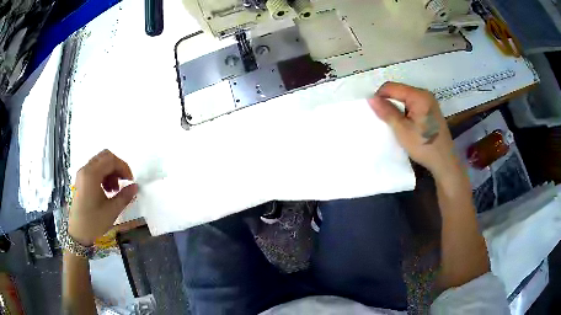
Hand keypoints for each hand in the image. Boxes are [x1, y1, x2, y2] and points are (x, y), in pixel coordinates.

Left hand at [69, 150, 137, 245]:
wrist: (77, 233)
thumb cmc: (94, 222)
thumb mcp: (111, 211)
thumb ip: (124, 196)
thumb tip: (135, 186)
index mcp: (92, 174)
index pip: (111, 160)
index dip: (123, 167)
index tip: (130, 181)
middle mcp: (85, 169)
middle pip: (105, 157)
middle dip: (117, 167)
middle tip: (123, 181)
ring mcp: (82, 174)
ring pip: (100, 162)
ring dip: (110, 171)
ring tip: (114, 190)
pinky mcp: (81, 180)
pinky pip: (94, 169)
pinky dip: (103, 175)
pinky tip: (107, 190)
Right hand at [368, 82, 456, 176]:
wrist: (444, 162)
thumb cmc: (424, 146)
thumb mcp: (402, 130)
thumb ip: (387, 112)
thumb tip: (371, 98)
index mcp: (419, 95)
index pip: (392, 87)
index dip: (380, 96)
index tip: (374, 111)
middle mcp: (425, 94)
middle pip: (399, 91)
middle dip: (388, 102)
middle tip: (383, 118)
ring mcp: (429, 102)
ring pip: (405, 98)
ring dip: (397, 107)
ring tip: (393, 122)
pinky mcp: (431, 110)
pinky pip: (412, 104)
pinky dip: (405, 111)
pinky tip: (404, 124)